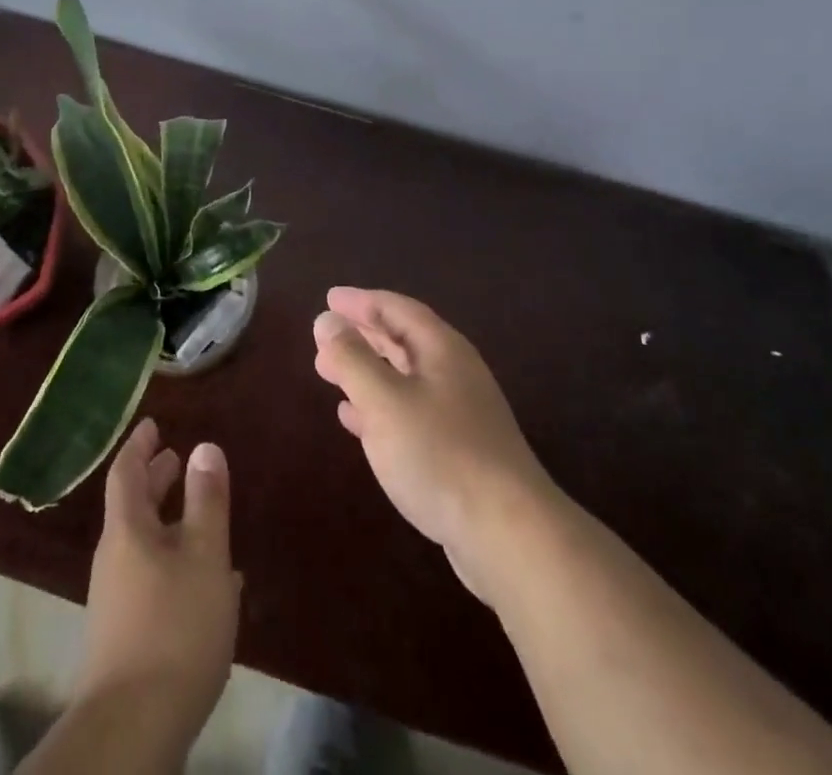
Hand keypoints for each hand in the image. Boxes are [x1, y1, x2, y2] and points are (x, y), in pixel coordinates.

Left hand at [73, 417, 239, 756]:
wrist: (132, 728)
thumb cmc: (173, 627)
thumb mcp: (204, 556)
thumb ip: (207, 500)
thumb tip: (204, 446)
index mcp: (127, 530)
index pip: (126, 471)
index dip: (140, 444)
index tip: (152, 423)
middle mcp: (115, 557)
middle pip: (132, 507)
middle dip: (154, 480)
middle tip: (174, 459)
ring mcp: (117, 599)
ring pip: (143, 543)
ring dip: (167, 522)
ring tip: (198, 515)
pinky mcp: (126, 634)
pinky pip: (150, 576)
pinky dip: (172, 560)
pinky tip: (202, 580)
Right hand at [313, 286, 555, 600]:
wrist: (507, 534)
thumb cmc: (440, 454)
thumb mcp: (385, 400)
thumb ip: (352, 358)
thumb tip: (327, 320)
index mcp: (442, 350)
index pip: (397, 309)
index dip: (362, 301)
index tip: (329, 298)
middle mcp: (454, 374)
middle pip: (403, 340)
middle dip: (362, 335)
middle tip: (324, 335)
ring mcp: (459, 414)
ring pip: (404, 378)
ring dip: (366, 371)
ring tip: (329, 372)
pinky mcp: (457, 452)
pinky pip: (408, 413)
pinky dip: (378, 407)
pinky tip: (354, 420)